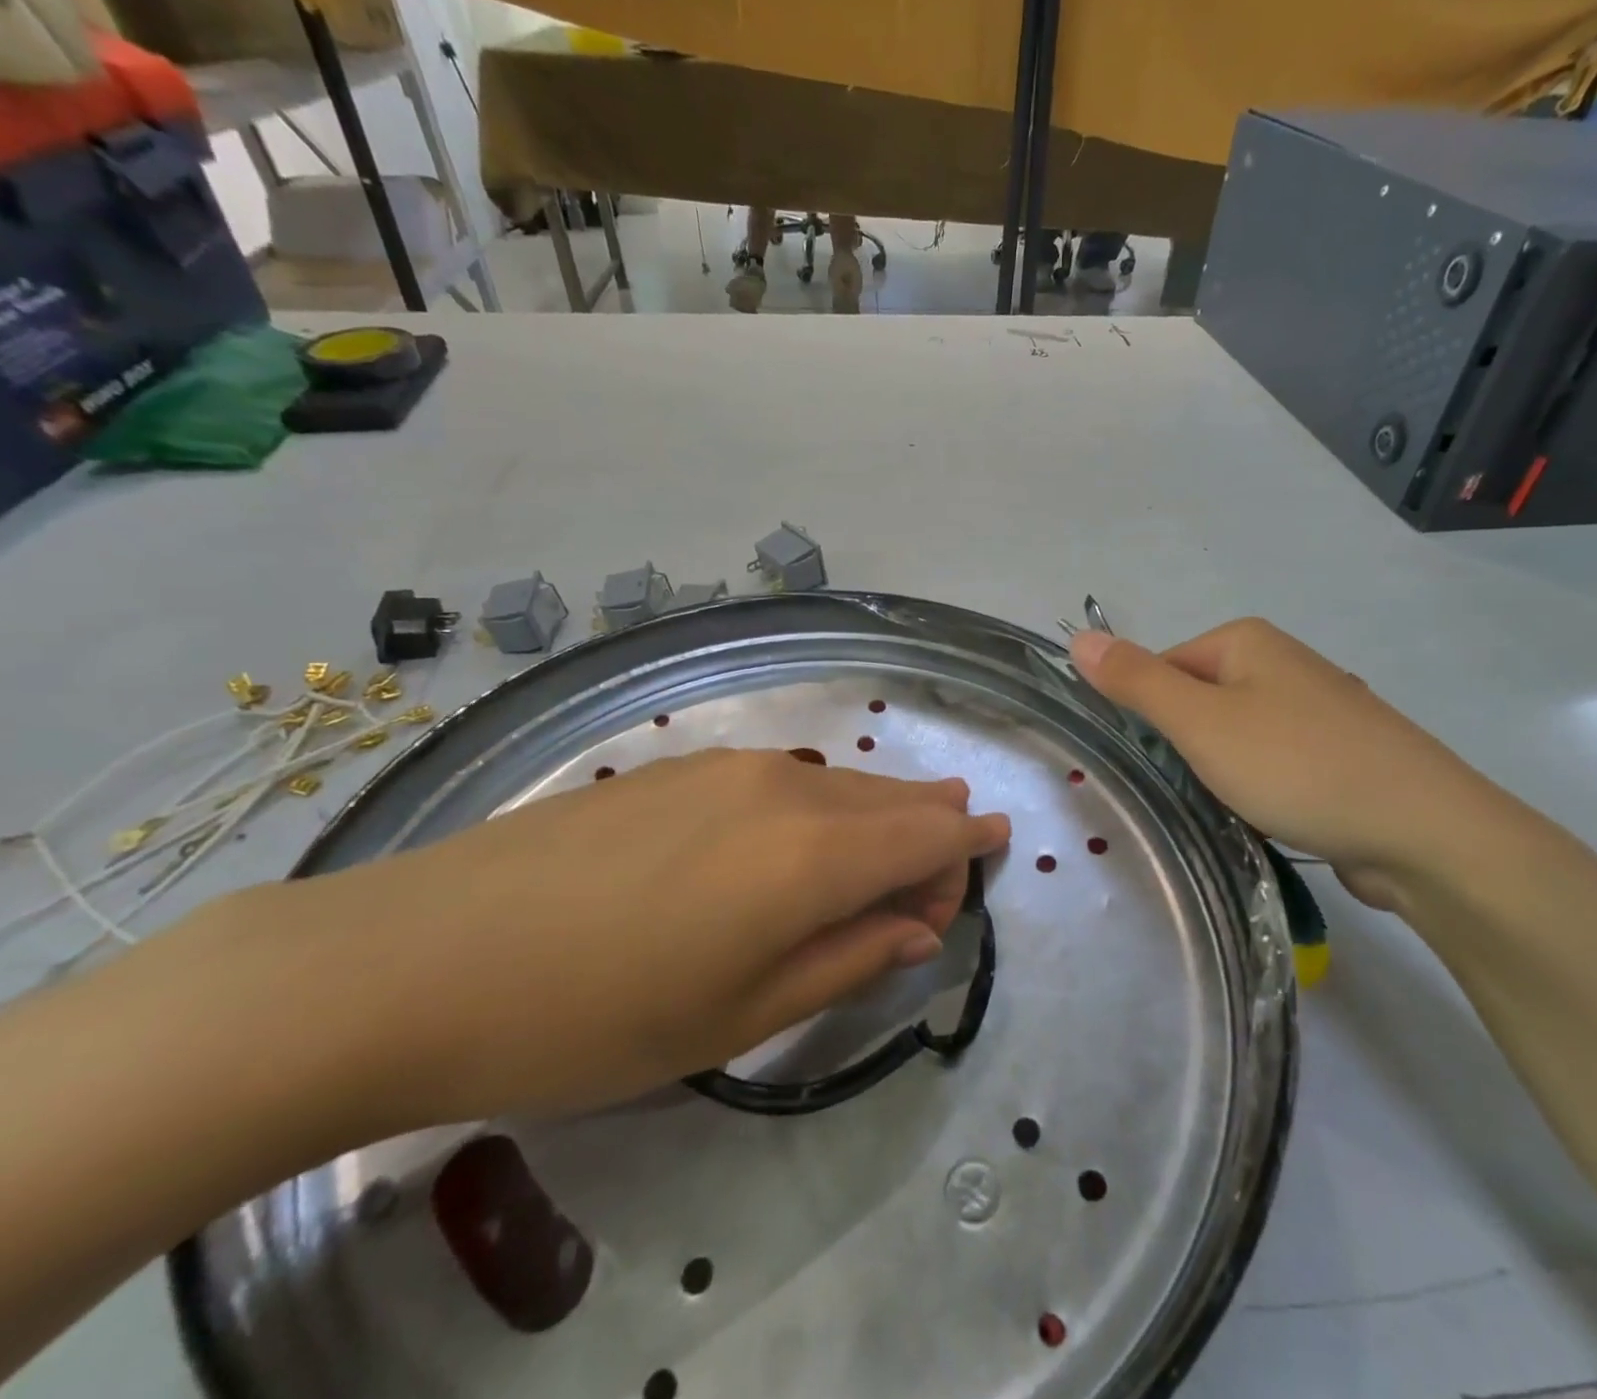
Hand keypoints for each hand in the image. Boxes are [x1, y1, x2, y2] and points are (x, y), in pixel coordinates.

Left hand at [207, 749, 1010, 1130]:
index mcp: (811, 856)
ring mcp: (727, 767)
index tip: (993, 850)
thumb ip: (847, 961)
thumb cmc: (595, 1017)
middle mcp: (784, 790)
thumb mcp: (740, 1017)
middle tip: (950, 859)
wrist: (418, 957)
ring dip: (877, 813)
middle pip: (888, 800)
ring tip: (895, 839)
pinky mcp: (679, 765)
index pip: (927, 836)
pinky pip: (784, 779)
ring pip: (837, 784)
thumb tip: (917, 927)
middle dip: (930, 826)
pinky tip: (805, 831)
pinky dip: (820, 805)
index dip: (967, 844)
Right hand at [1070, 620, 1510, 908]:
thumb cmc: (1297, 766)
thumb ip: (1137, 681)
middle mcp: (1283, 663)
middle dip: (1186, 747)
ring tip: (1230, 808)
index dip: (1148, 717)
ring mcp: (1317, 709)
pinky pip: (1274, 763)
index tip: (1152, 764)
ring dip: (1221, 773)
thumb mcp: (1201, 722)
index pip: (1162, 669)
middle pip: (1198, 702)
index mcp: (1247, 641)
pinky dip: (1261, 789)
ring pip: (1235, 737)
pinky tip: (1270, 816)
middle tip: (1190, 790)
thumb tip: (1079, 638)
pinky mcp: (1340, 754)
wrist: (1424, 832)